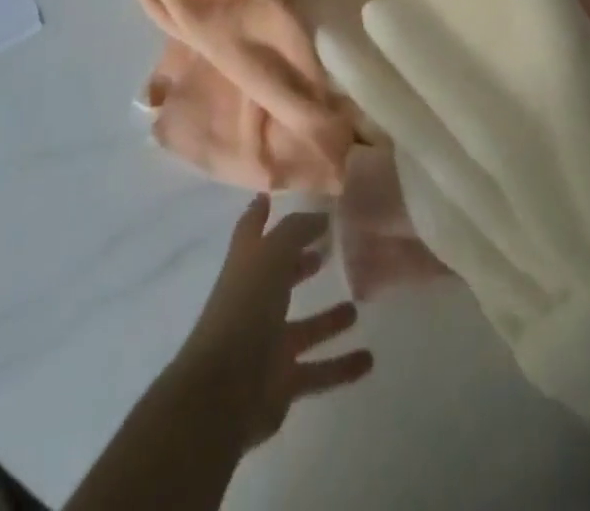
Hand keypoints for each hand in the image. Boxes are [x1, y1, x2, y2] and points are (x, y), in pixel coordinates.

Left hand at [174, 196, 374, 448]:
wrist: (222, 393)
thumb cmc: (244, 309)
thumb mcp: (271, 255)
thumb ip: (296, 230)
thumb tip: (322, 214)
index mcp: (246, 265)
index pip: (252, 229)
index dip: (261, 212)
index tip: (273, 195)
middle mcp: (255, 300)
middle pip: (280, 276)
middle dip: (301, 262)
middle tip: (331, 248)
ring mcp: (268, 343)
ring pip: (305, 326)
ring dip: (328, 319)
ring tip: (356, 308)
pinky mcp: (282, 382)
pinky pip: (318, 370)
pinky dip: (341, 366)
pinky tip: (368, 359)